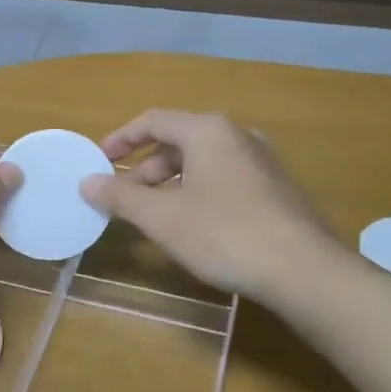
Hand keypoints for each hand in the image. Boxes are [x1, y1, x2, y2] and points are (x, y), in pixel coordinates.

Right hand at [80, 110, 332, 301]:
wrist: (303, 270)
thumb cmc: (224, 234)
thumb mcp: (163, 218)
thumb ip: (121, 197)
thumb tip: (87, 183)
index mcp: (208, 130)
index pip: (153, 121)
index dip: (121, 139)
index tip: (100, 161)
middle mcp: (236, 135)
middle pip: (178, 141)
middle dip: (145, 168)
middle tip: (125, 198)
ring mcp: (261, 160)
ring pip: (202, 162)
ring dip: (170, 183)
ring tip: (155, 215)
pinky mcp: (275, 187)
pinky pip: (223, 177)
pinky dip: (197, 191)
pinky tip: (193, 225)